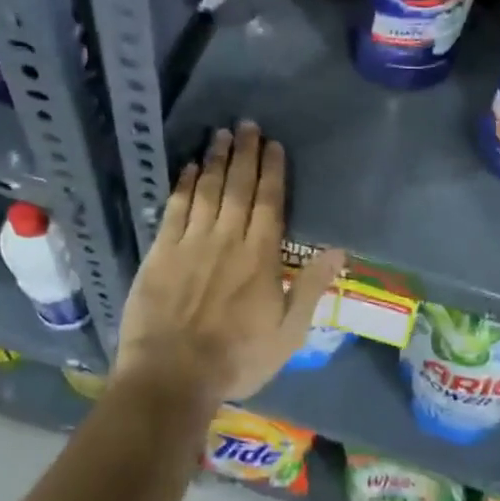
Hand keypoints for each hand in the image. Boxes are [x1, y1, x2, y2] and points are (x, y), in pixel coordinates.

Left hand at [114, 121, 344, 408]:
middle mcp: (227, 239)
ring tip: (220, 134)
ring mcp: (191, 243)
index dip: (272, 170)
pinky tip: (190, 168)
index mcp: (260, 256)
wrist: (172, 376)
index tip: (273, 145)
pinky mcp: (161, 252)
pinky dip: (184, 185)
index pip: (270, 202)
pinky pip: (175, 209)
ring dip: (216, 160)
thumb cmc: (237, 359)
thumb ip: (312, 287)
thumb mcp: (288, 333)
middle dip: (244, 153)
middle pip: (238, 187)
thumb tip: (338, 249)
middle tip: (247, 125)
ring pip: (207, 190)